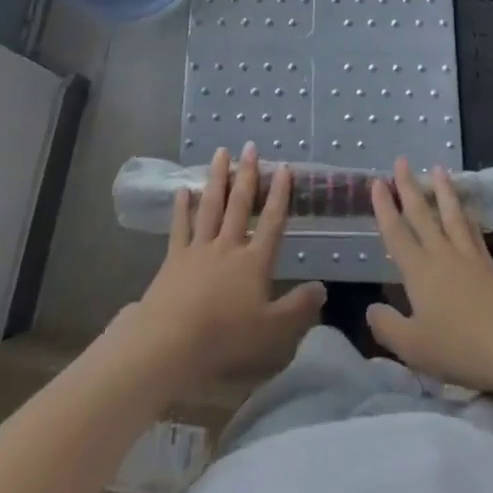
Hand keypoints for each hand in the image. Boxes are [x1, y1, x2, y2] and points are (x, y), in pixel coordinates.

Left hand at [121, 144, 325, 385]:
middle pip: (239, 205)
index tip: (284, 168)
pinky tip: (184, 190)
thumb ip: (299, 309)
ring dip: (217, 178)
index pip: (271, 222)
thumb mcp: (273, 335)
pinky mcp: (173, 260)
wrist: (170, 346)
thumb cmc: (226, 342)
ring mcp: (198, 250)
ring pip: (211, 206)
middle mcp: (227, 247)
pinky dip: (182, 207)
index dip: (279, 195)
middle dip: (248, 175)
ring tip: (221, 153)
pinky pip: (180, 226)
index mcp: (254, 262)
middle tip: (250, 146)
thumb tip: (322, 287)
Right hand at [368, 158, 492, 394]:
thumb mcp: (413, 347)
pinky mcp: (490, 265)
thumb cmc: (460, 348)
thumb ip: (387, 327)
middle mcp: (441, 254)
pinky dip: (467, 214)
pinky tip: (467, 209)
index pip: (396, 233)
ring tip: (438, 168)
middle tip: (401, 160)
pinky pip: (473, 230)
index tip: (378, 182)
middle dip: (409, 186)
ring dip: (442, 190)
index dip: (385, 208)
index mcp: (418, 271)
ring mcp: (469, 257)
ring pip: (451, 214)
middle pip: (422, 214)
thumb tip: (371, 308)